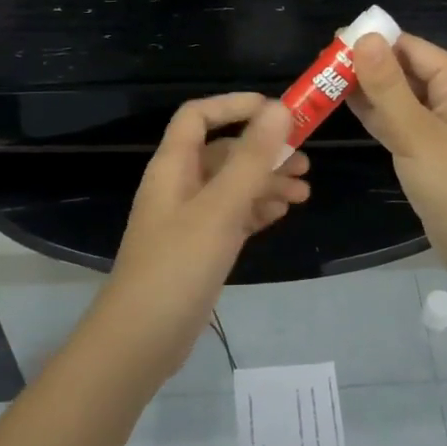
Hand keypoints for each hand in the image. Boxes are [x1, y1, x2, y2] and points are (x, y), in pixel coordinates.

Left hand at [94, 95, 309, 386]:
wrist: (141, 340)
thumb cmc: (178, 265)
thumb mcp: (220, 208)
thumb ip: (251, 158)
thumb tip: (279, 109)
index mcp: (173, 166)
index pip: (198, 116)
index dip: (234, 105)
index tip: (277, 111)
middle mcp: (179, 185)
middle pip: (223, 152)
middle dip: (264, 151)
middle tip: (305, 161)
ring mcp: (189, 218)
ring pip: (232, 186)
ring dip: (266, 182)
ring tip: (303, 192)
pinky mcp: (199, 248)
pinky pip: (232, 215)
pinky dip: (256, 209)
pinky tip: (281, 212)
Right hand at [348, 33, 446, 282]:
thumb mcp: (417, 133)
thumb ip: (388, 87)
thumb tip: (364, 38)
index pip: (412, 49)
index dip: (375, 41)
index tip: (334, 40)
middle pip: (404, 70)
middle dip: (366, 64)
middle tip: (320, 62)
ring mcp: (439, 125)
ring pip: (397, 96)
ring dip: (366, 88)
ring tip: (324, 78)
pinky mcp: (427, 149)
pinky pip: (397, 120)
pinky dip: (373, 113)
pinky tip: (342, 104)